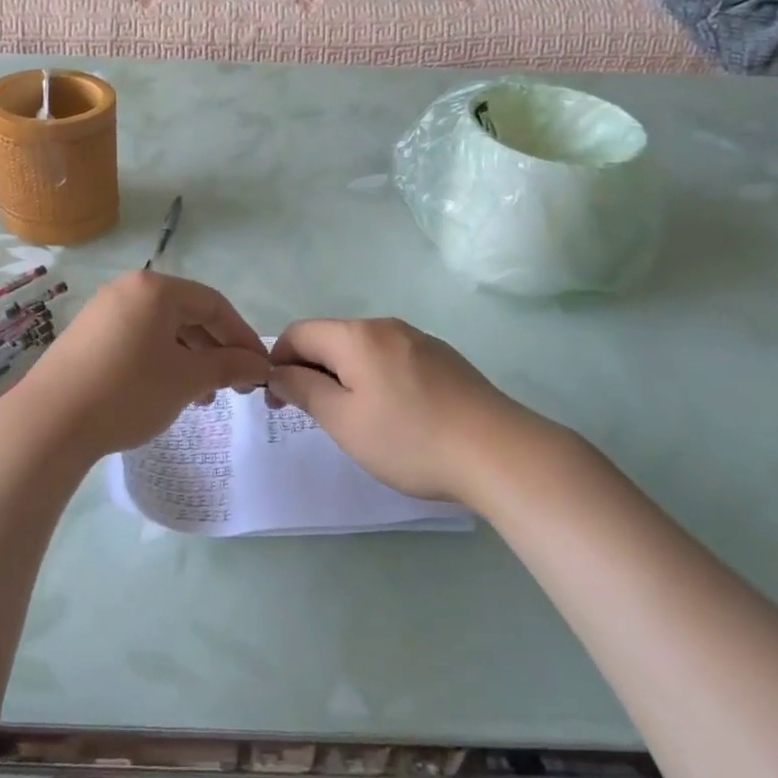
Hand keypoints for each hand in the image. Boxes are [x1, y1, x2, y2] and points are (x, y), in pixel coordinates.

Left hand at [5, 271, 270, 464]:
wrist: (49, 422)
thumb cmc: (128, 390)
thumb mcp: (187, 379)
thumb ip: (228, 366)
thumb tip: (258, 365)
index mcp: (155, 288)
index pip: (214, 304)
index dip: (242, 336)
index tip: (259, 369)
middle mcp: (128, 289)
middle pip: (187, 314)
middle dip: (215, 350)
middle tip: (233, 387)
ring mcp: (103, 311)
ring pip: (162, 330)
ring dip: (190, 360)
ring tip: (202, 397)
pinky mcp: (87, 337)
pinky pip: (137, 340)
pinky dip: (161, 361)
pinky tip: (166, 392)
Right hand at [268, 318, 550, 504]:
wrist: (499, 452)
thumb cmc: (410, 438)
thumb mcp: (344, 421)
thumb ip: (304, 390)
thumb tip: (278, 372)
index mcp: (356, 336)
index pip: (298, 333)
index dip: (278, 362)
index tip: (279, 403)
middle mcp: (385, 326)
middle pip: (330, 338)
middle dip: (310, 370)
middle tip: (312, 416)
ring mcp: (418, 339)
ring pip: (362, 350)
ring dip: (343, 376)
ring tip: (354, 420)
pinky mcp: (443, 358)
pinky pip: (391, 359)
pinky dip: (375, 379)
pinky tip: (394, 415)